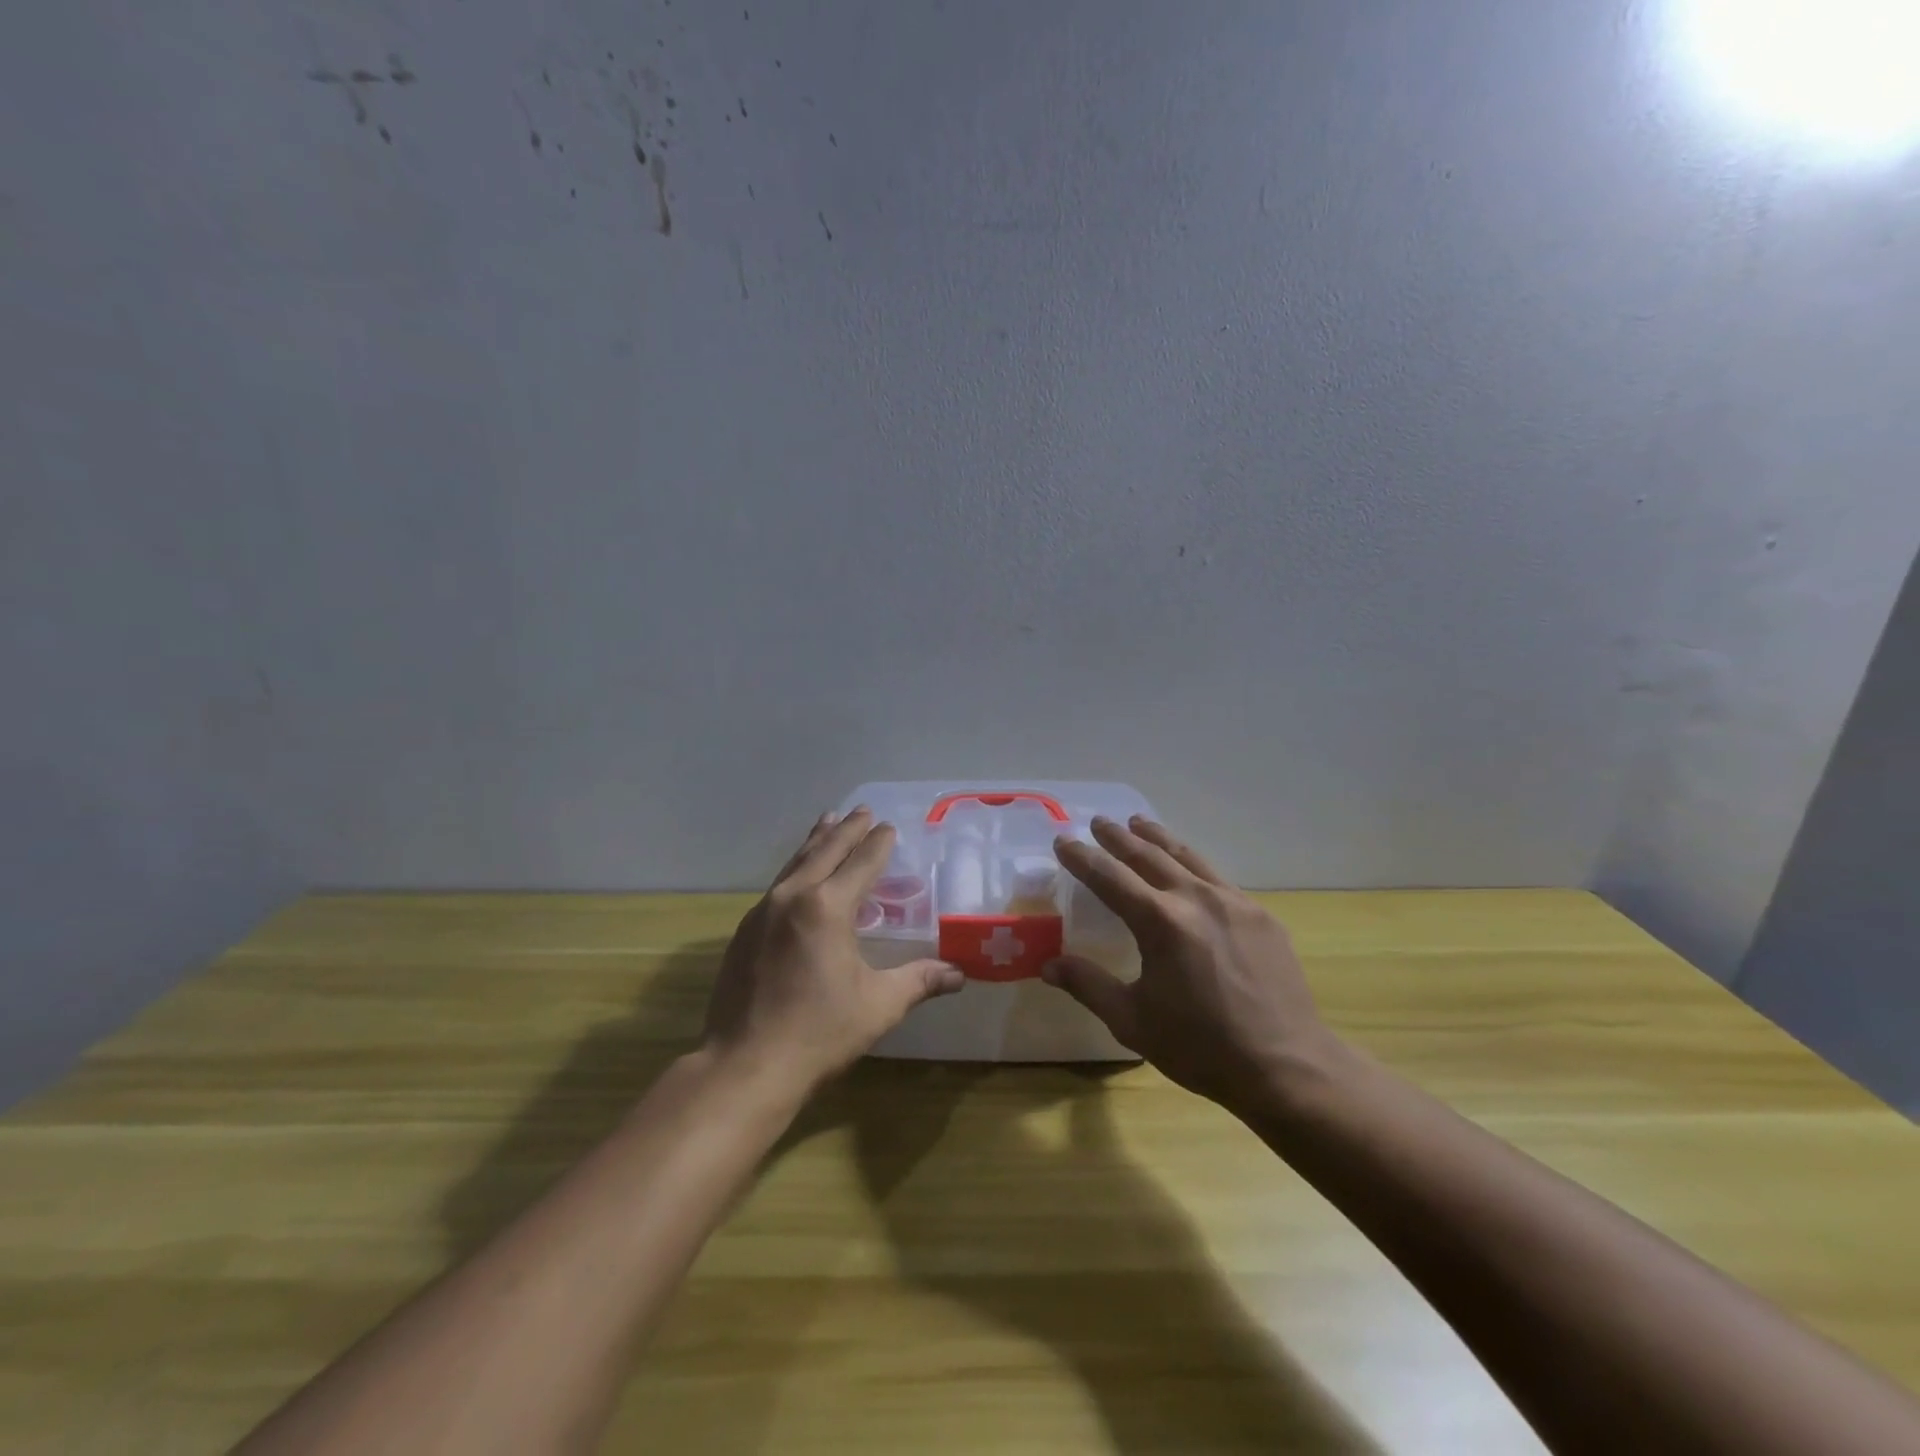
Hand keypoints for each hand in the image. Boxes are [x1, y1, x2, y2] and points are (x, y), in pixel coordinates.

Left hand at [704, 809, 964, 1093]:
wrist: (744, 1066)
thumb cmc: (819, 1033)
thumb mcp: (879, 1005)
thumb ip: (919, 981)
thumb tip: (959, 974)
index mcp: (828, 907)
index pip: (861, 862)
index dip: (878, 843)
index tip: (889, 826)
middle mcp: (793, 897)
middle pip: (825, 851)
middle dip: (846, 829)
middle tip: (862, 810)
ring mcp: (763, 912)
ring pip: (796, 863)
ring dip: (817, 841)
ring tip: (828, 821)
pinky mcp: (744, 931)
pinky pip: (778, 885)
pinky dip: (796, 869)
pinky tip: (798, 876)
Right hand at [1044, 816, 1338, 1113]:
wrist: (1287, 1066)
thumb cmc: (1201, 1047)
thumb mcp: (1132, 1020)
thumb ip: (1089, 985)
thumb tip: (1048, 965)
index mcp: (1160, 921)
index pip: (1110, 876)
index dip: (1082, 857)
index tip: (1063, 841)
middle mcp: (1196, 898)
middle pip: (1149, 854)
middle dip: (1119, 837)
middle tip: (1099, 822)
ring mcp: (1234, 902)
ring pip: (1187, 856)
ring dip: (1158, 838)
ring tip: (1139, 824)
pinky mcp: (1261, 916)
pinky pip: (1217, 878)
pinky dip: (1192, 864)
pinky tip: (1189, 871)